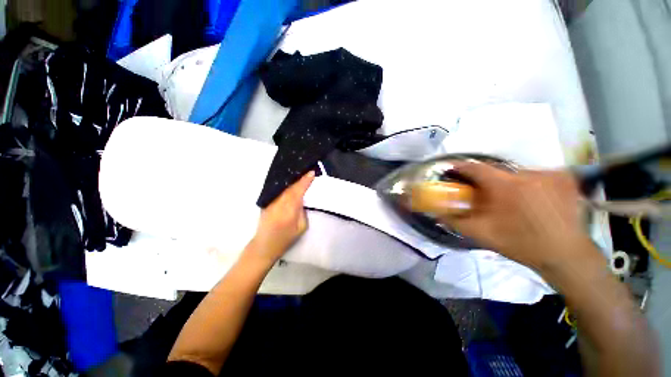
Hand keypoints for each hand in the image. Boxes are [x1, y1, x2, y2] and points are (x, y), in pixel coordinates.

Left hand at [245, 171, 314, 265]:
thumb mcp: (301, 228)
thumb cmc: (285, 239)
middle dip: (300, 178)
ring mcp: (270, 202)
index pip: (297, 191)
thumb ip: (302, 212)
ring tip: (300, 173)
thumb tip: (302, 199)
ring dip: (292, 179)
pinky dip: (285, 185)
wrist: (264, 245)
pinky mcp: (266, 202)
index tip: (311, 172)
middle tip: (307, 170)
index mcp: (288, 211)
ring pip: (283, 187)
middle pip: (290, 187)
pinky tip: (290, 181)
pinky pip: (277, 190)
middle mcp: (278, 204)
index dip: (305, 181)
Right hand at [442, 162, 596, 271]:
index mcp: (506, 186)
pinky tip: (532, 200)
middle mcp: (528, 174)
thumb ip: (456, 222)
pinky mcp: (565, 179)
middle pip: (497, 172)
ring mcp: (550, 174)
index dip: (461, 167)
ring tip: (510, 202)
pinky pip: (538, 175)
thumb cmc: (521, 244)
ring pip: (517, 174)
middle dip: (486, 182)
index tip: (451, 170)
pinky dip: (529, 184)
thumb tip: (436, 214)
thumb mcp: (482, 234)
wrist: (565, 256)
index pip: (476, 168)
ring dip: (508, 184)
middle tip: (483, 195)